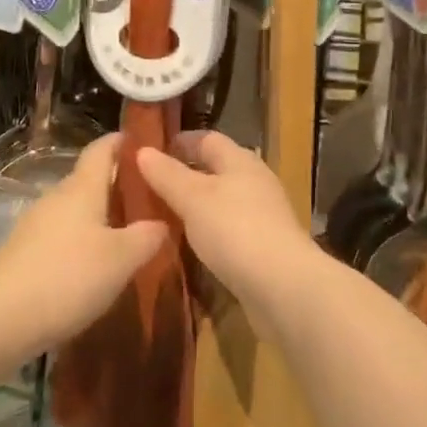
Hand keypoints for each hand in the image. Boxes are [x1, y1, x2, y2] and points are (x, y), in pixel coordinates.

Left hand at [0, 135, 165, 362]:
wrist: (0, 318)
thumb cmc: (68, 277)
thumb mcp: (121, 259)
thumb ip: (146, 237)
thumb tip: (161, 222)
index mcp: (82, 188)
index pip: (101, 149)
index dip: (120, 142)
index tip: (143, 143)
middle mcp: (57, 196)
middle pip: (87, 179)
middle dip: (114, 184)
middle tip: (144, 199)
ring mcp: (34, 223)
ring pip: (72, 209)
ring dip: (96, 215)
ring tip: (122, 234)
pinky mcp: (21, 251)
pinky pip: (58, 234)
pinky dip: (77, 240)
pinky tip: (90, 265)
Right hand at [135, 131, 323, 331]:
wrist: (284, 287)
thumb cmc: (235, 230)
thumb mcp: (193, 199)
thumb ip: (167, 175)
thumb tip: (142, 150)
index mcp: (239, 160)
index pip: (206, 139)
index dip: (179, 142)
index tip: (150, 152)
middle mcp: (254, 180)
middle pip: (216, 169)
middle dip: (185, 174)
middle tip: (149, 186)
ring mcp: (262, 215)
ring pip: (222, 200)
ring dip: (196, 205)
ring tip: (163, 216)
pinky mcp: (264, 247)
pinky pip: (229, 229)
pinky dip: (208, 231)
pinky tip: (190, 246)